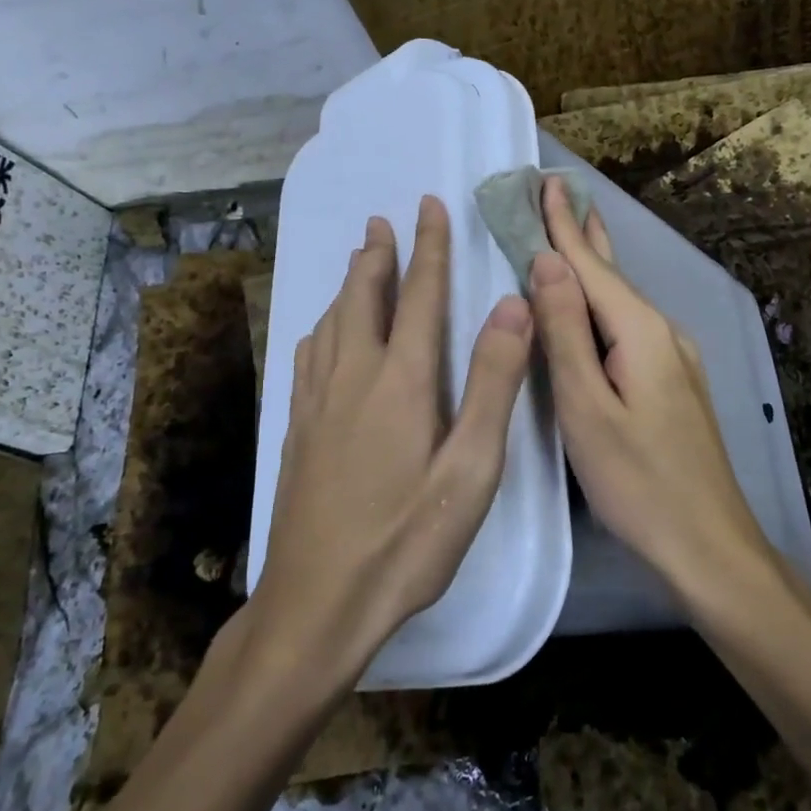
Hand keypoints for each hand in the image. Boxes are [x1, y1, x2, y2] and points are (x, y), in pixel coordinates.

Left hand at [253, 196, 534, 691]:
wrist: (316, 603)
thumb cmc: (407, 541)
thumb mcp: (471, 468)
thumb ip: (493, 383)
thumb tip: (512, 306)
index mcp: (401, 381)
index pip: (420, 296)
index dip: (428, 247)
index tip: (428, 206)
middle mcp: (353, 377)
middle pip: (364, 298)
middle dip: (378, 255)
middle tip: (383, 221)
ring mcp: (318, 402)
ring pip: (332, 322)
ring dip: (349, 284)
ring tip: (359, 261)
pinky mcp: (297, 429)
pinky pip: (309, 354)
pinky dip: (323, 325)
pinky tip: (322, 332)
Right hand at [528, 177, 777, 602]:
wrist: (709, 547)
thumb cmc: (638, 482)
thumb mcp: (587, 408)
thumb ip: (566, 332)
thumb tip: (547, 262)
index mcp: (640, 332)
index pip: (592, 265)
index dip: (563, 225)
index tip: (545, 182)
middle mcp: (663, 333)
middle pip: (614, 274)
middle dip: (583, 234)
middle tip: (560, 192)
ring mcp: (675, 360)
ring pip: (622, 302)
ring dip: (593, 267)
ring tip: (574, 235)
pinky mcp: (673, 384)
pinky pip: (629, 327)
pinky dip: (603, 305)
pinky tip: (594, 308)